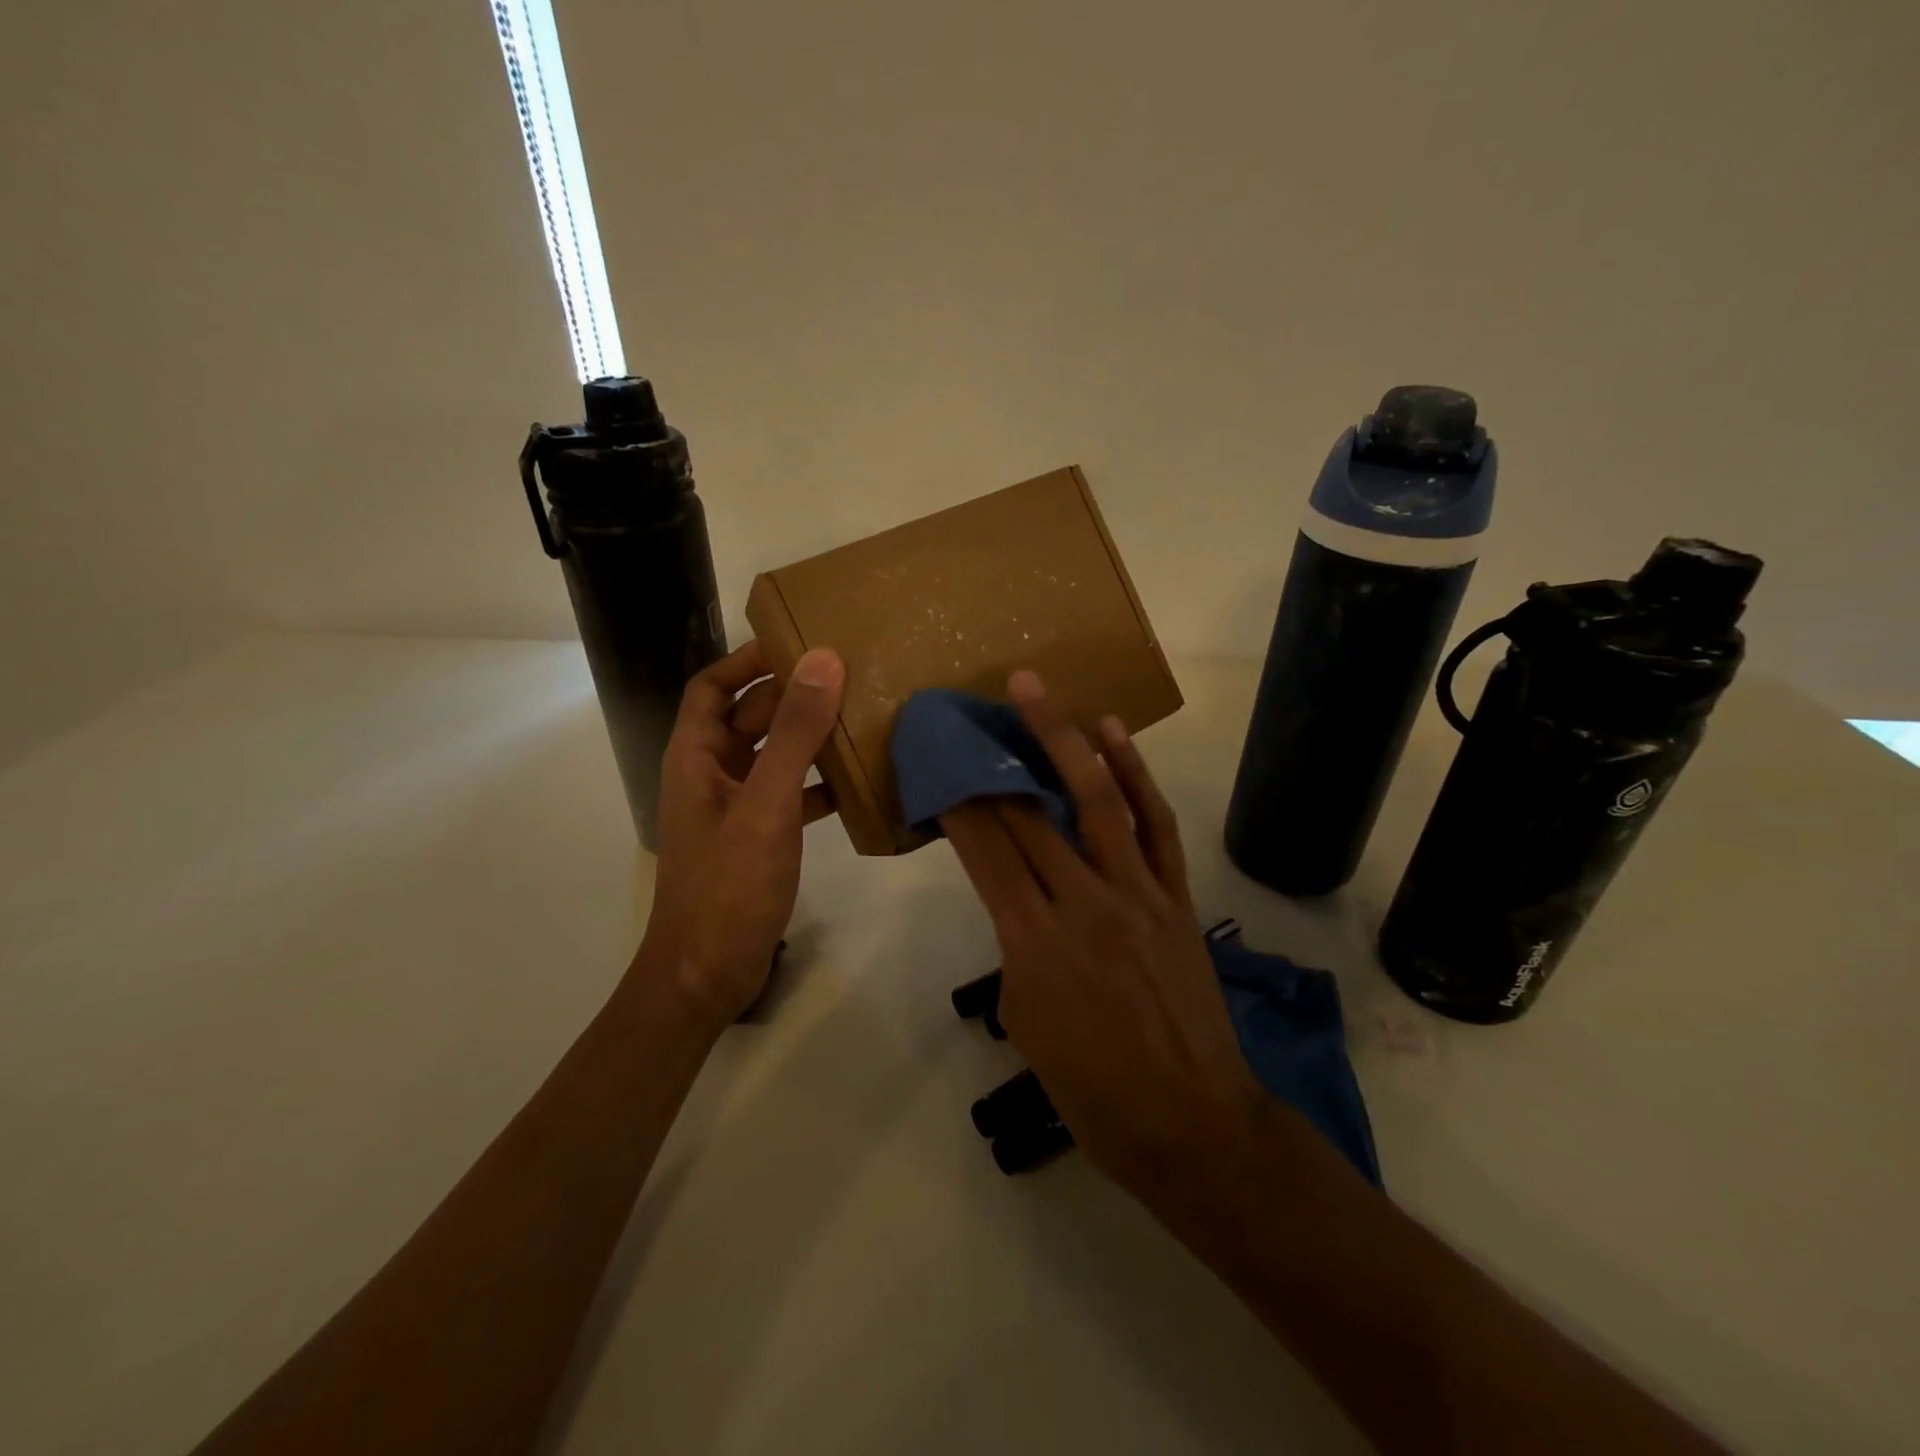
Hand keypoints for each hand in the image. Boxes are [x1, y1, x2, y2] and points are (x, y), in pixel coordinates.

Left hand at [641, 639, 845, 1024]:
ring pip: (772, 757)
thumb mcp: (766, 805)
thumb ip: (794, 734)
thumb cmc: (728, 886)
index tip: (798, 642)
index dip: (748, 660)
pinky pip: (788, 796)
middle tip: (848, 676)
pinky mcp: (756, 839)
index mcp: (695, 757)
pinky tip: (855, 784)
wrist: (706, 976)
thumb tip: (823, 660)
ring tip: (859, 719)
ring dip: (808, 739)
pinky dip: (816, 785)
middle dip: (791, 696)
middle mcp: (710, 775)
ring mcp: (734, 809)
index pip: (713, 687)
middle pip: (748, 718)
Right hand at [940, 671, 1265, 1198]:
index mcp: (1034, 944)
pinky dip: (1134, 774)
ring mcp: (1137, 893)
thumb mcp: (1025, 1022)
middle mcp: (1083, 904)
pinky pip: (1154, 825)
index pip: (985, 852)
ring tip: (1033, 689)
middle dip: (990, 760)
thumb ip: (1016, 948)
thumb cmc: (1092, 1090)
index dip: (956, 801)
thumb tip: (1020, 901)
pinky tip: (1111, 732)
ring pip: (1094, 800)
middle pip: (1027, 816)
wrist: (1190, 1123)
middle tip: (966, 716)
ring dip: (1060, 738)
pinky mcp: (1176, 896)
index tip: (936, 761)